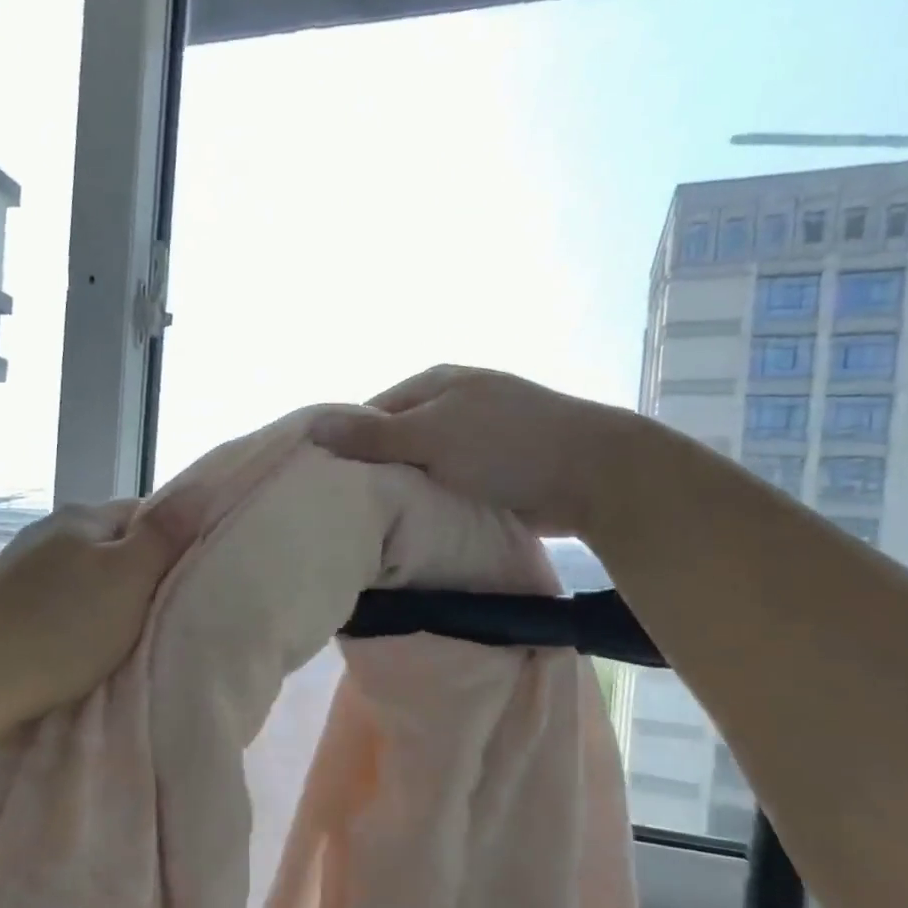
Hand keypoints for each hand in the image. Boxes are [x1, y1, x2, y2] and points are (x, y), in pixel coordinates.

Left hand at [0, 500, 180, 724]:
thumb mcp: (128, 578)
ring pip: (82, 574)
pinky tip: (73, 643)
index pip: (143, 513)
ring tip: (116, 636)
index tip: (182, 583)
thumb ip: (163, 534)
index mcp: (81, 517)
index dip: (170, 544)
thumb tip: (199, 488)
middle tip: (155, 615)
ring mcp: (20, 566)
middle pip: (111, 545)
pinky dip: (72, 616)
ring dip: (103, 598)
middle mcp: (47, 530)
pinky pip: (55, 599)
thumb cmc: (63, 627)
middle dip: (136, 575)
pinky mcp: (3, 602)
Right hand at [310, 364, 640, 535]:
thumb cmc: (506, 445)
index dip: (347, 444)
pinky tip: (417, 524)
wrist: (593, 476)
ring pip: (421, 466)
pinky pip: (447, 484)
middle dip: (374, 471)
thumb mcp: (431, 436)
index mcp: (435, 383)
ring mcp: (476, 437)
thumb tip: (313, 427)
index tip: (327, 483)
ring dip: (404, 490)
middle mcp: (452, 405)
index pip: (370, 412)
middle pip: (395, 440)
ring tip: (377, 523)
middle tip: (349, 510)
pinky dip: (433, 501)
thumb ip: (372, 436)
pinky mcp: (494, 469)